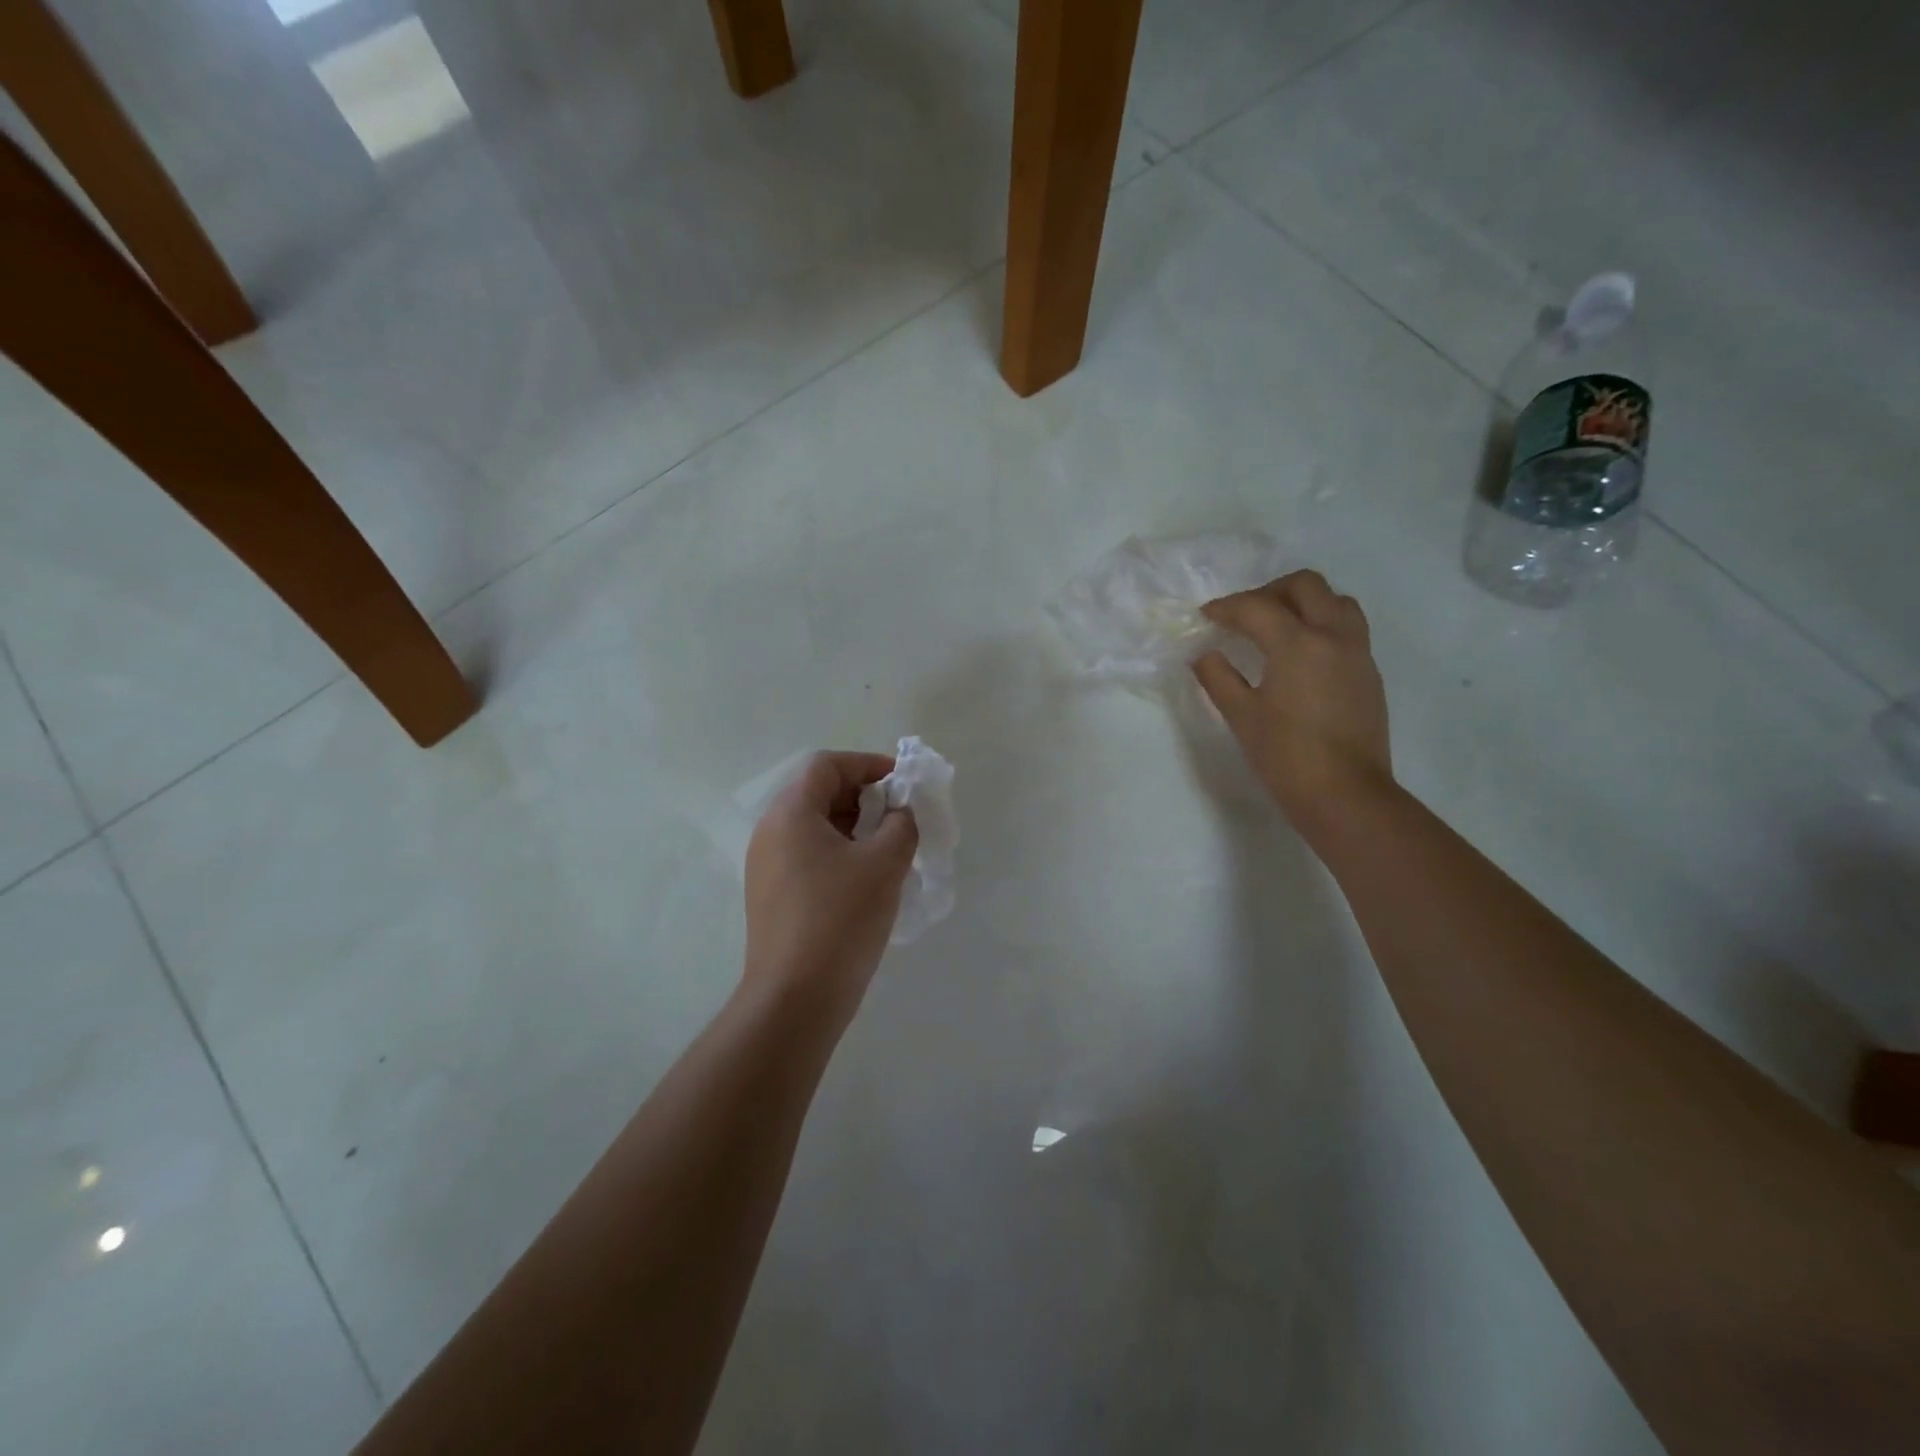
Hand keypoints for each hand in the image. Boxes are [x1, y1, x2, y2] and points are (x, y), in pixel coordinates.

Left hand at [743, 752, 918, 1019]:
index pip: (827, 765)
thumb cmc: (840, 919)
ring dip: (854, 826)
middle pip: (818, 792)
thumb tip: (901, 812)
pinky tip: (868, 878)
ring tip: (890, 847)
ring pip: (814, 826)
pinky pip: (808, 855)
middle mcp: (770, 832)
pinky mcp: (772, 895)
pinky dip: (840, 852)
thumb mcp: (884, 864)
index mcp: (790, 814)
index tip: (902, 783)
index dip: (867, 764)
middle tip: (900, 816)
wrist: (795, 998)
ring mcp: (766, 866)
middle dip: (864, 796)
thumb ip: (901, 824)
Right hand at [1193, 570, 1393, 838]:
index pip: (1257, 607)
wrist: (1345, 795)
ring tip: (1277, 627)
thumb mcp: (1241, 716)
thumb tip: (1204, 655)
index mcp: (1299, 644)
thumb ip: (1218, 677)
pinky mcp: (1369, 673)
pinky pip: (1347, 628)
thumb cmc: (1286, 757)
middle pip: (1305, 585)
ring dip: (1303, 602)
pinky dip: (1321, 625)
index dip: (1226, 607)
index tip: (1205, 617)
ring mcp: (1358, 653)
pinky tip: (1299, 656)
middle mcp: (1334, 636)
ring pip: (1335, 601)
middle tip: (1243, 615)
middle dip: (1269, 592)